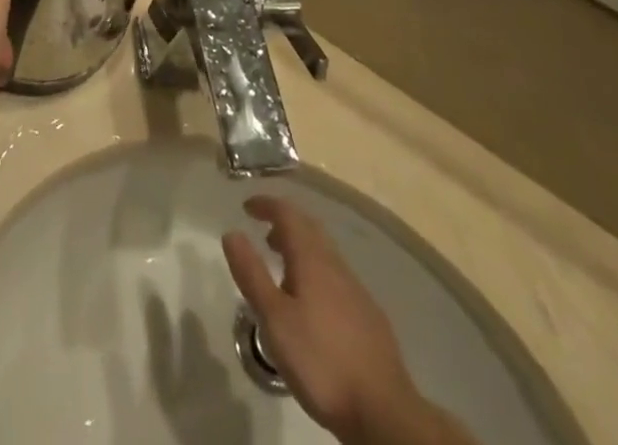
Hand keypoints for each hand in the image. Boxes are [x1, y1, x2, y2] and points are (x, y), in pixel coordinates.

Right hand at [223, 196, 459, 444]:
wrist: (385, 412)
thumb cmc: (322, 362)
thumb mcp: (274, 320)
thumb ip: (252, 274)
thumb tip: (232, 232)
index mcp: (312, 260)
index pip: (288, 214)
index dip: (266, 205)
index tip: (247, 207)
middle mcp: (336, 266)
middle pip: (310, 229)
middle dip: (285, 224)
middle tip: (264, 235)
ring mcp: (357, 291)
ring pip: (325, 254)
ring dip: (302, 250)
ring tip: (283, 271)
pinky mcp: (370, 318)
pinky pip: (337, 278)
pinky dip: (318, 274)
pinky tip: (314, 306)